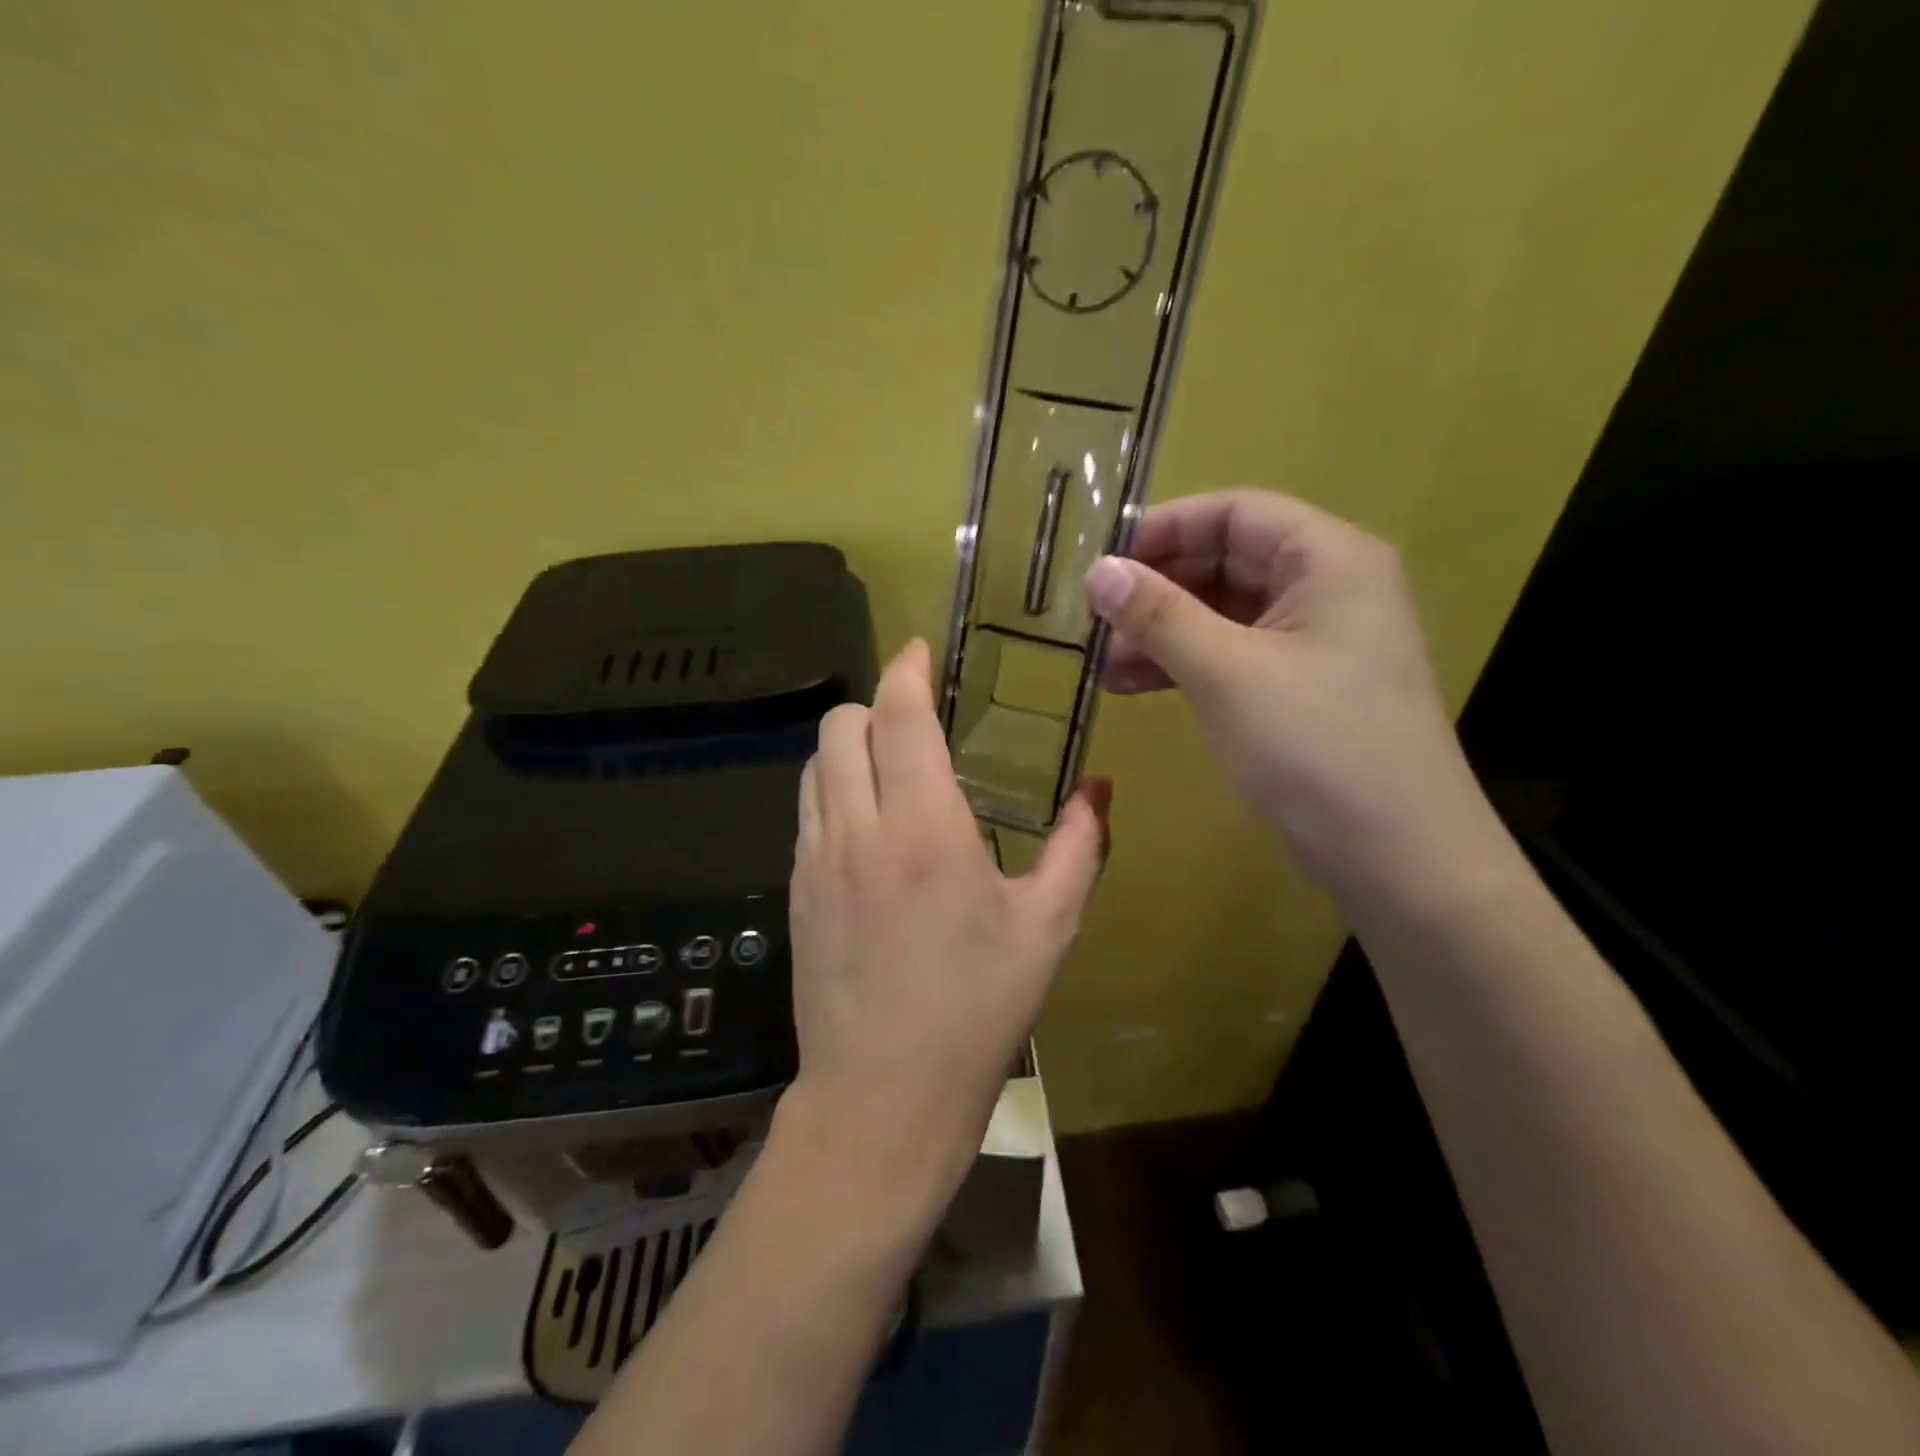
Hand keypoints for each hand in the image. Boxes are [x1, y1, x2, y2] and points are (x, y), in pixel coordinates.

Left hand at [777, 638, 1110, 1216]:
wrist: (880, 1098)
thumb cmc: (976, 1013)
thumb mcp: (1047, 930)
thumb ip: (1078, 848)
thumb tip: (1100, 789)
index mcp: (924, 830)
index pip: (898, 717)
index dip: (907, 670)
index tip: (922, 650)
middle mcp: (857, 830)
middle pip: (841, 725)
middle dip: (876, 704)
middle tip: (917, 721)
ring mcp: (815, 860)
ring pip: (815, 764)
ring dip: (850, 746)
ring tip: (892, 768)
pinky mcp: (796, 891)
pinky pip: (806, 810)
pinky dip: (833, 790)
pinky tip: (869, 827)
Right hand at [1085, 488, 1490, 897]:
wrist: (1397, 856)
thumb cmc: (1315, 746)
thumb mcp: (1226, 672)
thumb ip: (1159, 615)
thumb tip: (1097, 570)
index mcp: (1328, 560)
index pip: (1236, 513)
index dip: (1165, 529)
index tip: (1103, 562)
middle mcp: (1329, 588)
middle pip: (1228, 561)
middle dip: (1158, 588)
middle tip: (1095, 619)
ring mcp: (1318, 642)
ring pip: (1225, 614)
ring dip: (1163, 632)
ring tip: (1102, 663)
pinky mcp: (1304, 689)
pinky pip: (1235, 656)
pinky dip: (1186, 665)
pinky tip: (1134, 685)